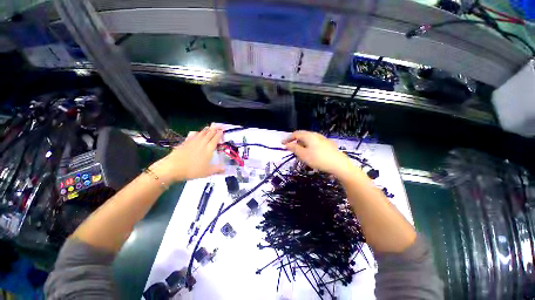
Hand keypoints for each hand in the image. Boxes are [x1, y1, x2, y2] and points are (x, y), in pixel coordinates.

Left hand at [150, 126, 223, 181]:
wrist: (173, 167)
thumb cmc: (192, 170)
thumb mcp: (206, 172)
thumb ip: (217, 169)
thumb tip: (225, 169)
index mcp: (208, 150)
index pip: (215, 140)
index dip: (219, 135)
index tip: (222, 130)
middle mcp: (202, 144)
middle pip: (209, 135)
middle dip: (214, 130)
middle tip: (217, 126)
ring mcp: (193, 142)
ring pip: (201, 134)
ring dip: (206, 130)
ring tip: (209, 127)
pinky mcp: (185, 143)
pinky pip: (192, 135)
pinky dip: (196, 133)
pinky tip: (196, 132)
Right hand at [282, 131, 356, 178]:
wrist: (339, 164)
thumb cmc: (318, 159)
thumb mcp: (303, 155)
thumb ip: (294, 148)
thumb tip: (287, 144)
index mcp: (309, 136)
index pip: (295, 134)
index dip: (288, 138)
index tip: (282, 144)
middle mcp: (316, 135)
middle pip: (302, 135)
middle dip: (295, 141)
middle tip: (291, 148)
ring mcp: (323, 139)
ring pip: (309, 139)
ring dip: (302, 144)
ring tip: (300, 152)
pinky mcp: (328, 144)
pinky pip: (314, 143)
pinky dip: (309, 146)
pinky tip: (311, 153)